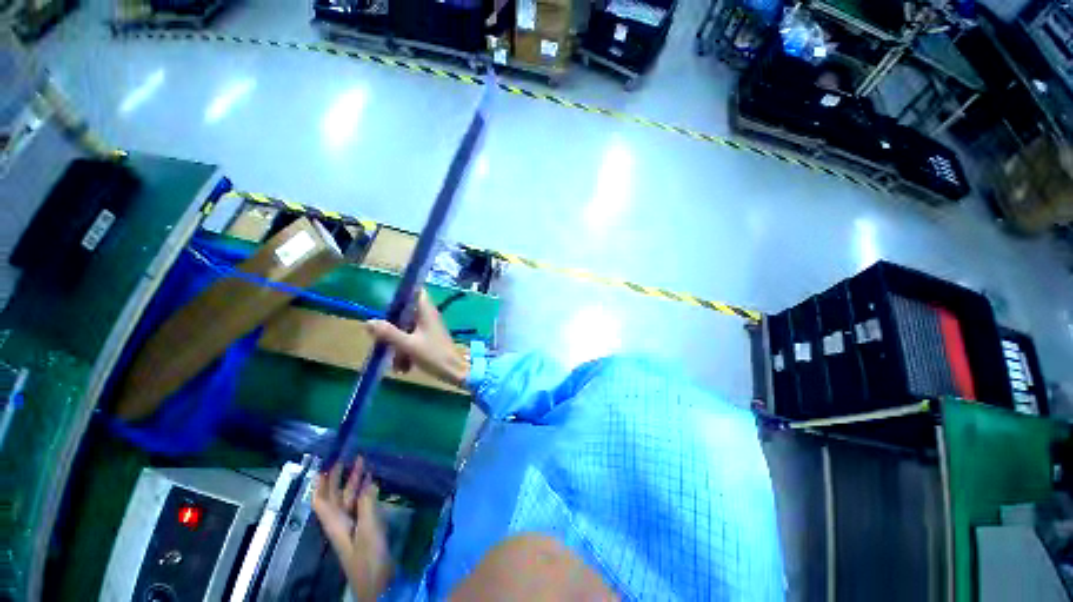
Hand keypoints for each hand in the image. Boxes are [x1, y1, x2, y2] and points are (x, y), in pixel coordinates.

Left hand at [313, 458, 393, 601]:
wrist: (378, 582)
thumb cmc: (369, 556)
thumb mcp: (368, 528)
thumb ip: (367, 503)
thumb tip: (368, 481)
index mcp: (335, 523)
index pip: (322, 500)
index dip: (321, 483)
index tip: (326, 464)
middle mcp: (340, 522)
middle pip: (335, 497)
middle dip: (340, 477)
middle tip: (349, 458)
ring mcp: (352, 526)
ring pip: (349, 499)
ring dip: (355, 482)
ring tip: (365, 464)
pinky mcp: (364, 529)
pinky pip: (361, 505)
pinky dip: (366, 492)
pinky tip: (374, 484)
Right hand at [367, 291, 469, 387]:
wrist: (454, 372)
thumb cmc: (434, 355)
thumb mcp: (408, 345)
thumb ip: (389, 333)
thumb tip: (368, 321)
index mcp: (426, 312)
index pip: (415, 292)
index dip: (401, 294)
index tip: (385, 305)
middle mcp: (427, 317)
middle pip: (404, 314)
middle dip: (392, 328)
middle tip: (382, 341)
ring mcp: (428, 329)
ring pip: (406, 330)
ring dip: (398, 346)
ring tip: (397, 364)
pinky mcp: (428, 340)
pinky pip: (411, 340)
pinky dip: (406, 352)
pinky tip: (404, 368)